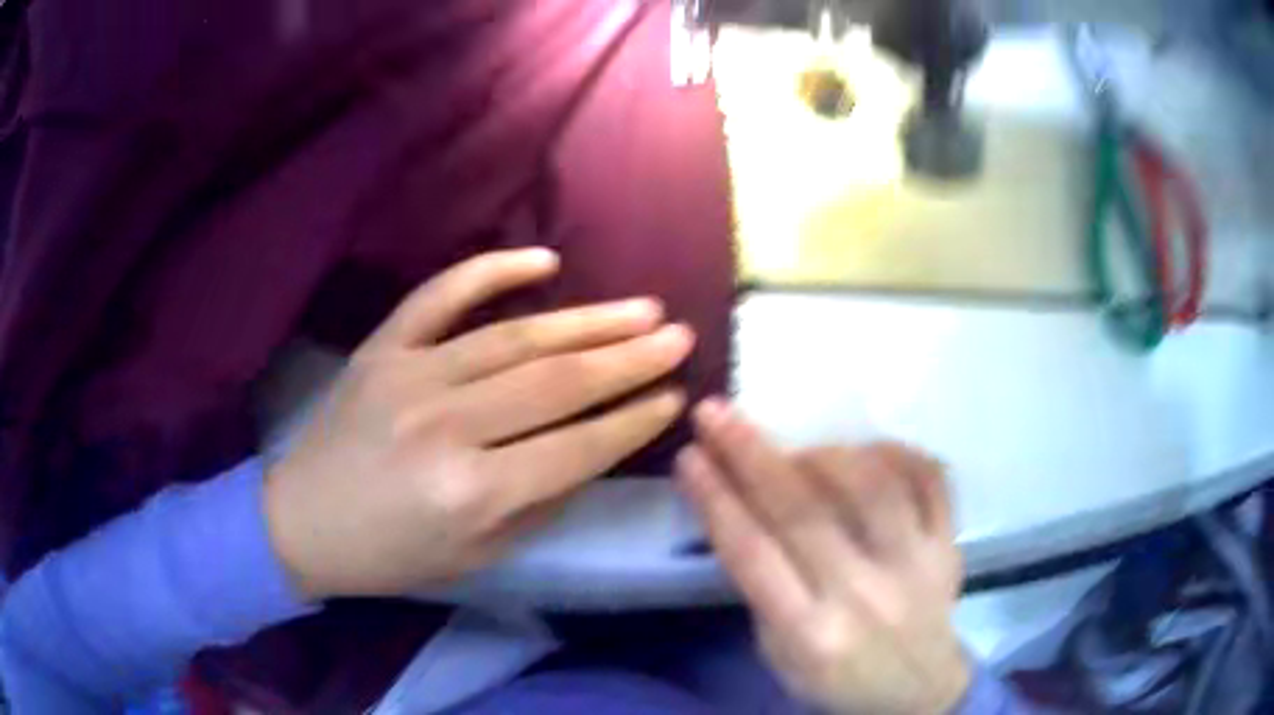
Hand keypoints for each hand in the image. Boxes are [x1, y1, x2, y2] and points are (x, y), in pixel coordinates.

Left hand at [264, 248, 693, 599]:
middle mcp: (446, 427)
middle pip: (556, 384)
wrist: (301, 523)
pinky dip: (491, 270)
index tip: (674, 396)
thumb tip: (595, 450)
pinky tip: (543, 260)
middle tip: (678, 337)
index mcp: (472, 493)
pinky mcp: (383, 347)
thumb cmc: (391, 556)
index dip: (632, 421)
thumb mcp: (477, 556)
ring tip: (641, 309)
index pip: (576, 449)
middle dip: (628, 360)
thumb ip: (540, 503)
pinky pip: (440, 295)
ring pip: (514, 338)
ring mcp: (410, 375)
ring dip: (586, 321)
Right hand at [676, 400, 968, 714]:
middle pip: (804, 511)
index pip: (752, 555)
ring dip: (824, 452)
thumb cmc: (837, 679)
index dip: (716, 499)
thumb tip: (744, 509)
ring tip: (797, 445)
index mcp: (811, 635)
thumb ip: (763, 590)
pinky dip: (897, 451)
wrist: (919, 693)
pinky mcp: (949, 546)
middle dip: (751, 455)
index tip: (688, 455)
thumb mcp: (780, 656)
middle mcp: (864, 595)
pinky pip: (930, 479)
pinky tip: (867, 447)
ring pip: (872, 486)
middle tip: (716, 412)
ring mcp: (917, 565)